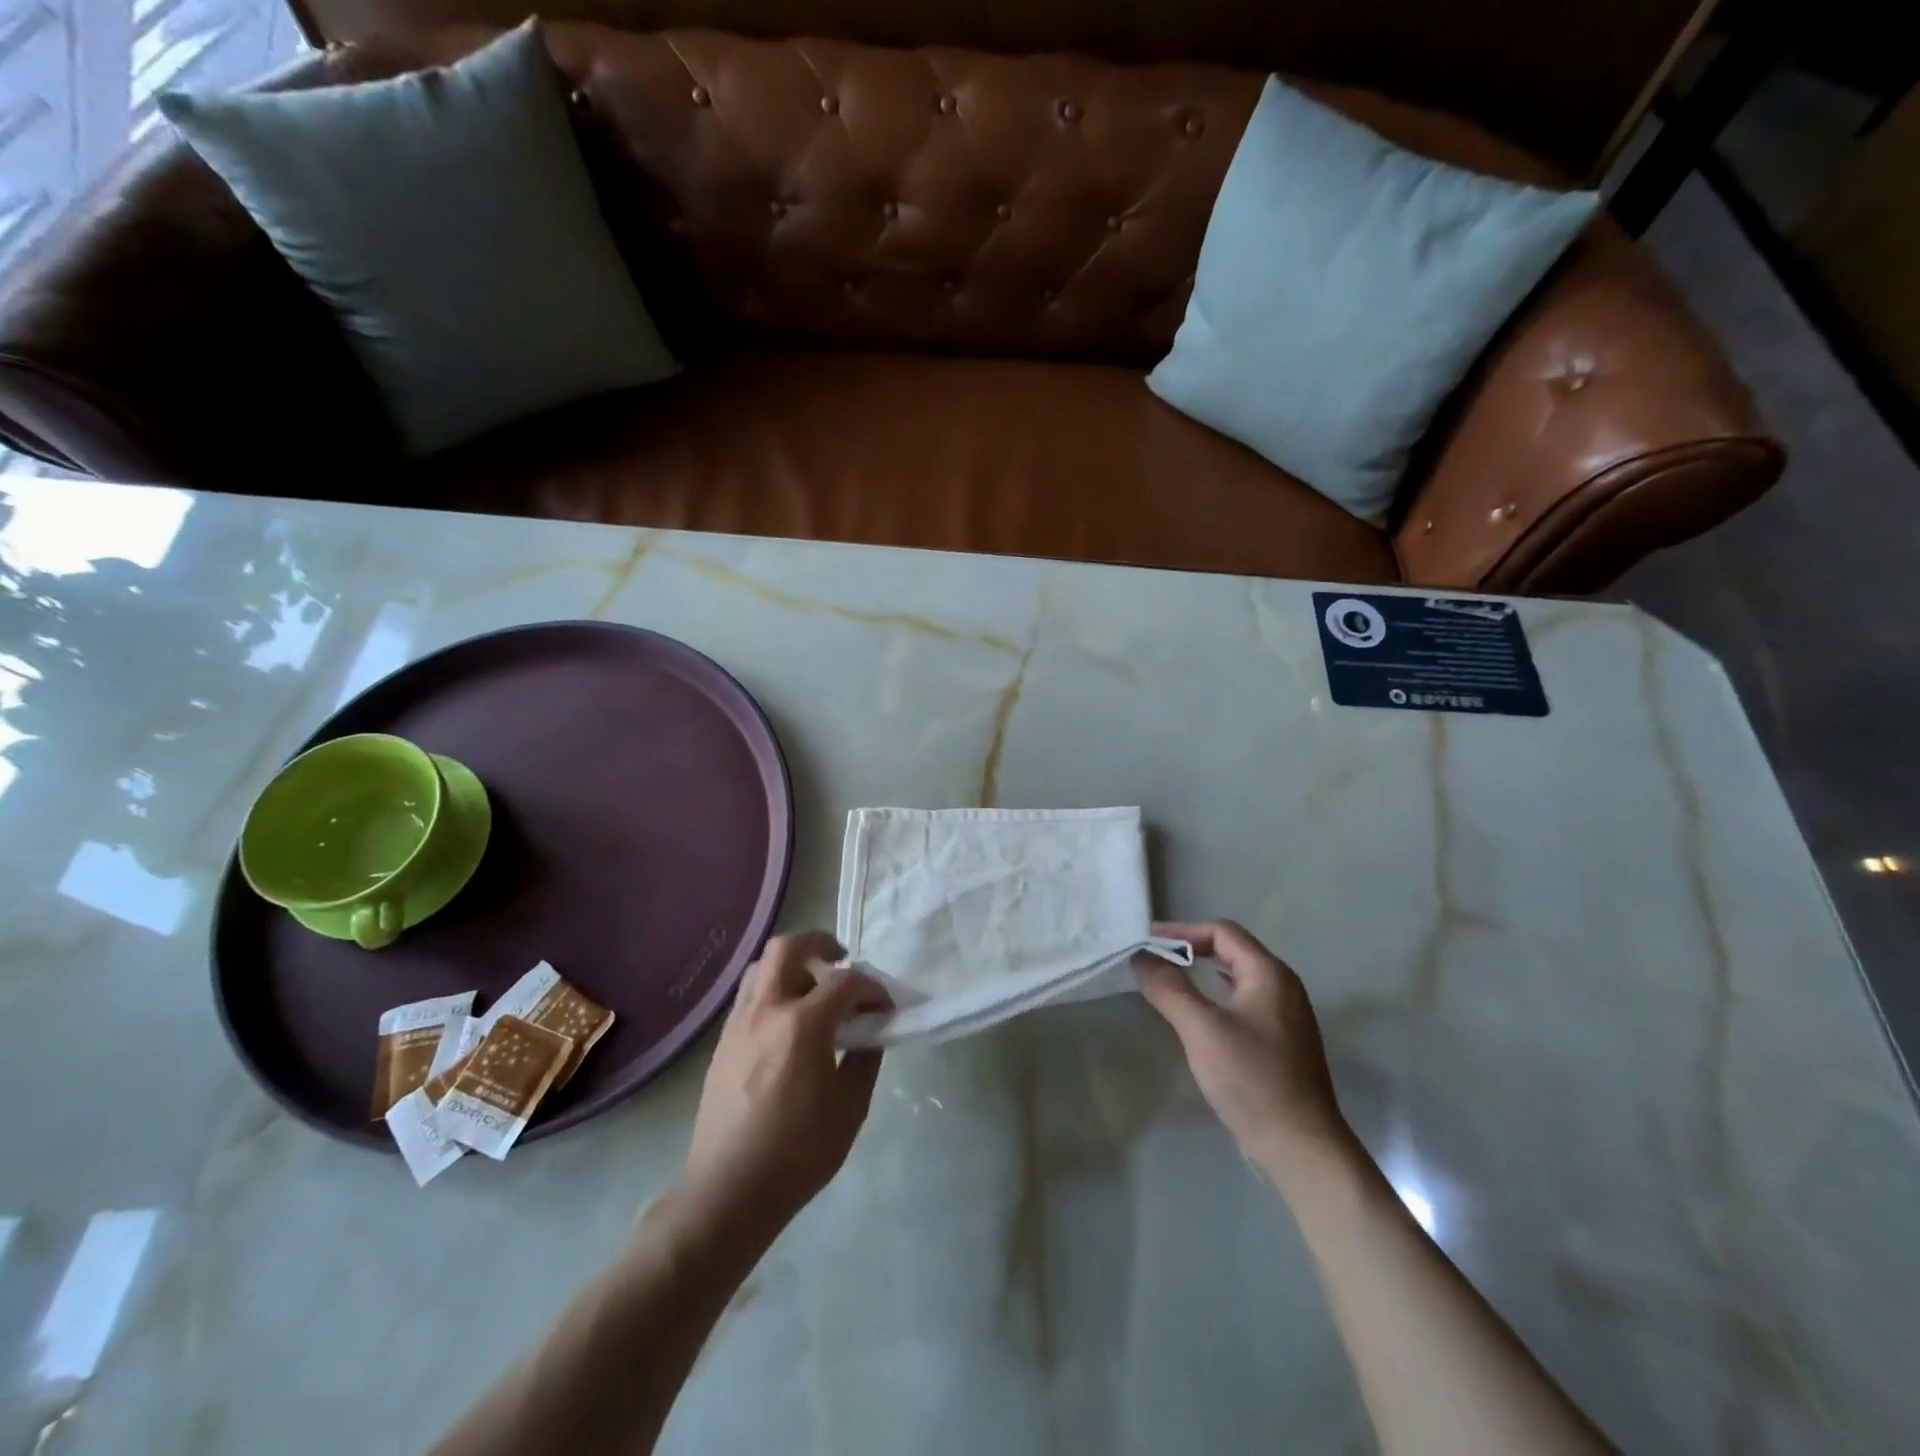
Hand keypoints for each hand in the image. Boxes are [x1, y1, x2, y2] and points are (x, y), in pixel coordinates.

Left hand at [684, 931, 890, 1240]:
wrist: (728, 1192)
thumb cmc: (798, 1152)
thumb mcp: (850, 1108)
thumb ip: (865, 1059)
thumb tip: (870, 1032)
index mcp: (802, 1025)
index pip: (846, 982)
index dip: (872, 988)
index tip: (884, 1006)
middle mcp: (766, 1011)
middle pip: (789, 948)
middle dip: (821, 944)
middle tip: (841, 961)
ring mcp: (738, 1024)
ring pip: (762, 967)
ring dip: (792, 965)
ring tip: (812, 990)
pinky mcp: (722, 1043)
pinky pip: (749, 996)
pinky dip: (772, 990)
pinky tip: (787, 1023)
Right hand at [1137, 920, 1348, 1178]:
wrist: (1301, 1147)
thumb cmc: (1252, 1079)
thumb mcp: (1201, 1028)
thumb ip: (1168, 987)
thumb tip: (1140, 956)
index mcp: (1269, 974)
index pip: (1221, 931)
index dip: (1181, 931)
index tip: (1147, 941)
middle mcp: (1282, 986)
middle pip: (1230, 950)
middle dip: (1189, 949)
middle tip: (1152, 959)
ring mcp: (1284, 1016)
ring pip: (1236, 977)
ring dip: (1200, 973)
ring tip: (1167, 981)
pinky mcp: (1280, 1042)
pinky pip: (1241, 1002)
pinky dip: (1214, 997)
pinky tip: (1198, 1014)